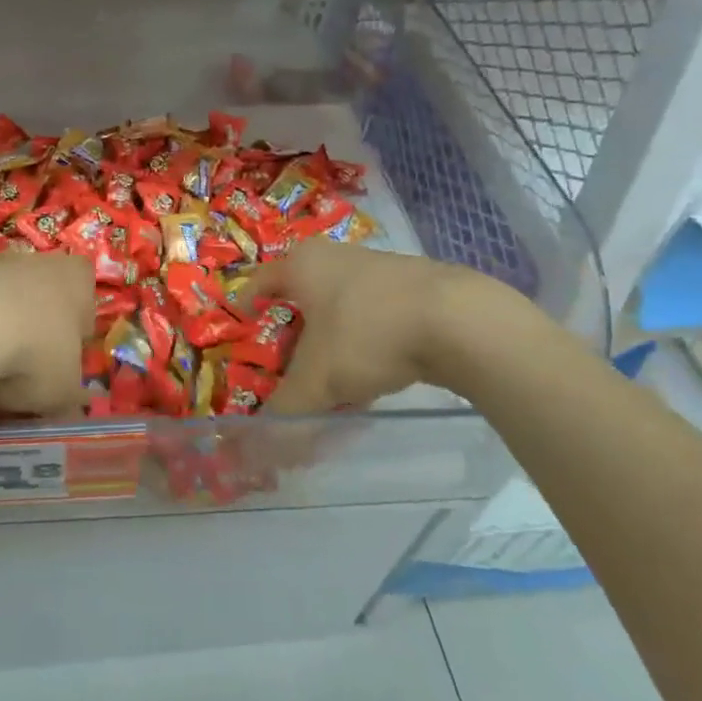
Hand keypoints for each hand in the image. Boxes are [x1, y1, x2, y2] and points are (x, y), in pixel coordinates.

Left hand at [0, 252, 94, 418]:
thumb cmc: (37, 354)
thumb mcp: (65, 390)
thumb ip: (73, 398)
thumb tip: (74, 409)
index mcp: (78, 278)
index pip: (87, 300)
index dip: (77, 333)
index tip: (65, 361)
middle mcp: (41, 260)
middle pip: (44, 298)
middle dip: (38, 329)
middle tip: (28, 369)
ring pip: (6, 301)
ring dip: (2, 328)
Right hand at [239, 240, 544, 412]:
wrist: (458, 321)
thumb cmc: (366, 334)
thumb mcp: (317, 380)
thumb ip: (286, 411)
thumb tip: (260, 443)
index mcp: (302, 264)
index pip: (260, 282)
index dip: (247, 307)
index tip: (243, 330)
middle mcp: (335, 257)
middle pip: (301, 299)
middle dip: (292, 337)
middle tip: (285, 368)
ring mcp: (377, 269)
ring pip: (340, 311)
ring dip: (330, 346)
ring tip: (331, 384)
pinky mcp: (413, 287)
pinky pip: (373, 319)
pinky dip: (364, 346)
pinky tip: (373, 380)